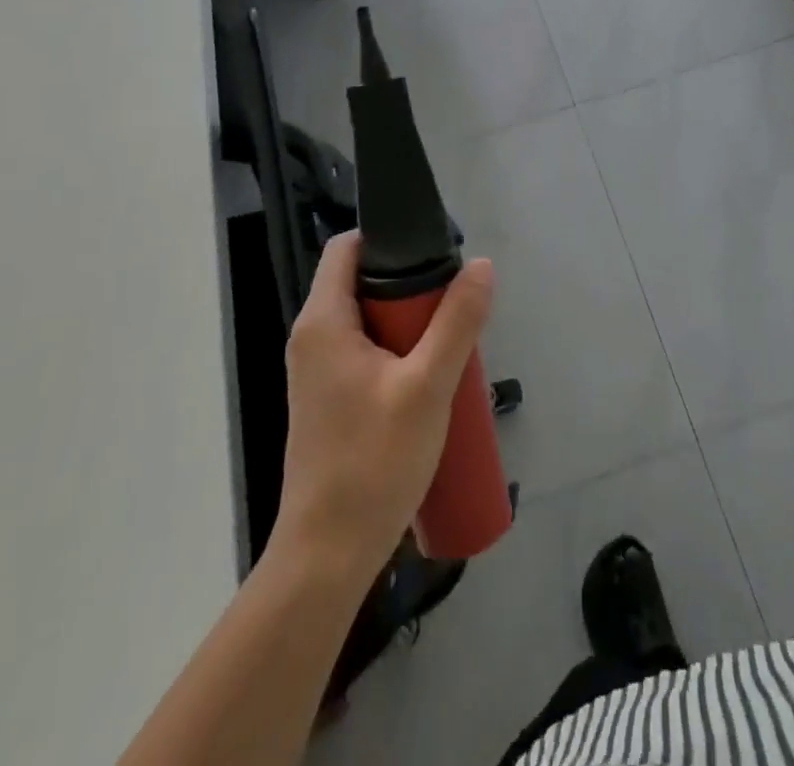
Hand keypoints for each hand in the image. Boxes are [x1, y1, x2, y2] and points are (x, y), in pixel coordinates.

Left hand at [275, 232, 493, 578]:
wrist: (328, 555)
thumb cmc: (373, 462)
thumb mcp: (428, 386)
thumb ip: (457, 321)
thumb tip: (481, 265)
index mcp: (323, 322)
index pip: (346, 248)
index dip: (388, 238)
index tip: (435, 250)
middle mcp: (312, 338)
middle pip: (361, 282)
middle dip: (410, 284)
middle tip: (455, 300)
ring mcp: (318, 372)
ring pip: (368, 319)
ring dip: (409, 321)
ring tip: (451, 339)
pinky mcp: (329, 399)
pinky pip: (366, 351)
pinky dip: (398, 349)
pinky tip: (432, 376)